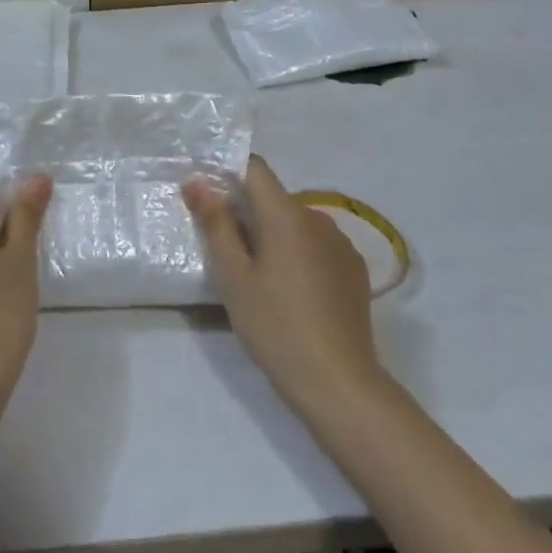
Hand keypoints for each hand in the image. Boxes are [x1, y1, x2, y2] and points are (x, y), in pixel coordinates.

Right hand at [184, 158, 383, 418]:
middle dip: (246, 211)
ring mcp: (341, 245)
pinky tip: (289, 290)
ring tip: (256, 275)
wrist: (339, 383)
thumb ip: (216, 223)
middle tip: (223, 249)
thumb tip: (197, 181)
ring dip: (273, 235)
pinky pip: (316, 245)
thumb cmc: (275, 326)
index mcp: (288, 215)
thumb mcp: (233, 276)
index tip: (205, 194)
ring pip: (295, 224)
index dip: (228, 171)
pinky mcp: (354, 271)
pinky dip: (297, 254)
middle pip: (274, 199)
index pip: (256, 169)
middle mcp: (319, 219)